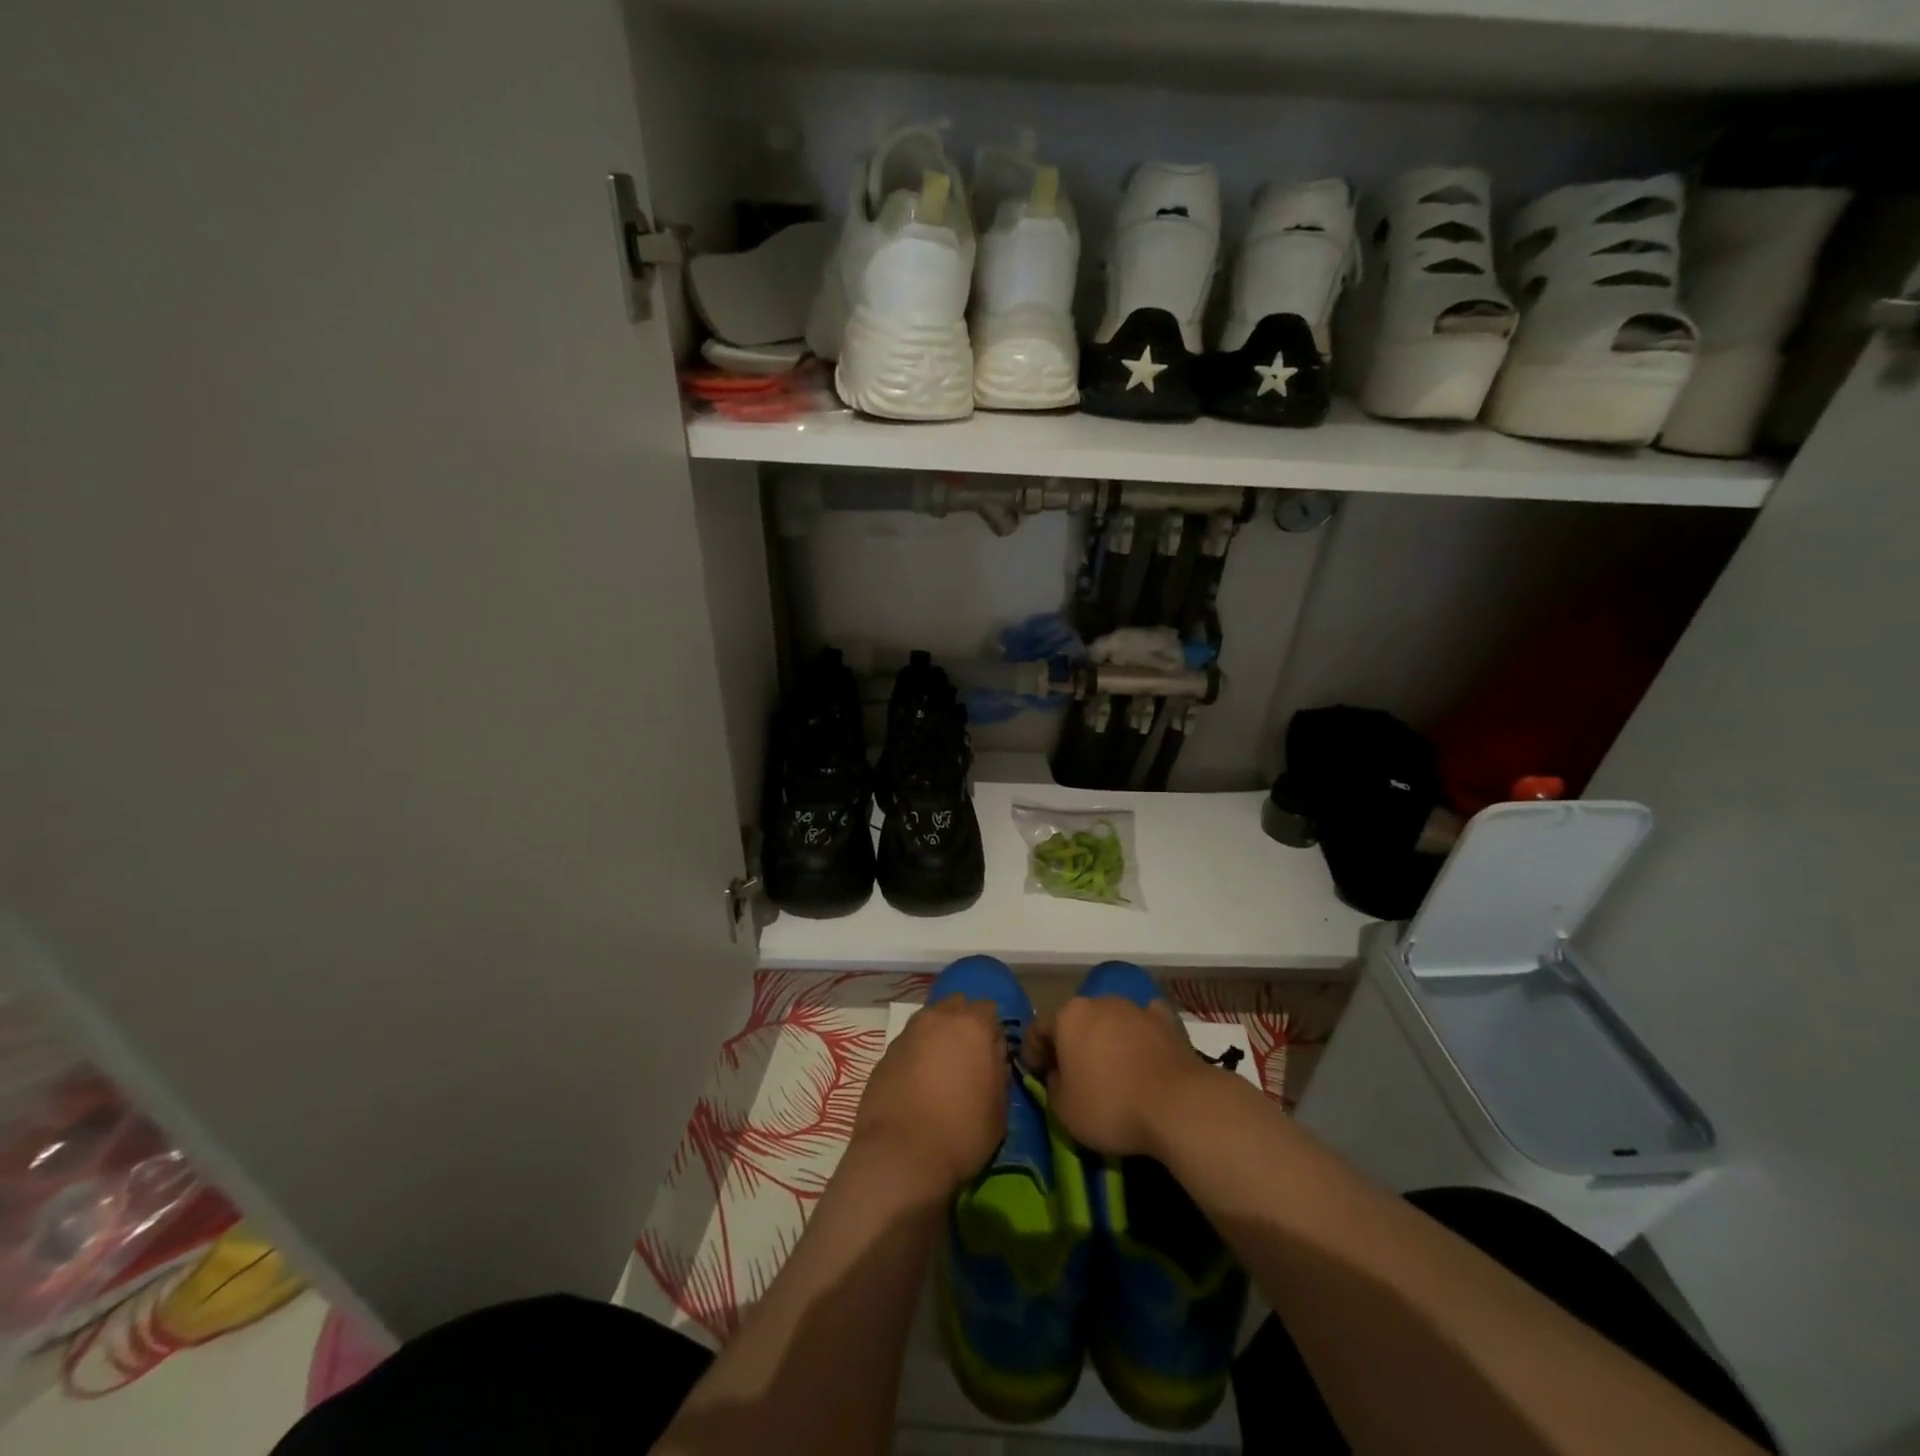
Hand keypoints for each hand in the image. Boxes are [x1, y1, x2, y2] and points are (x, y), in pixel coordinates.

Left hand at [853, 997, 1007, 1194]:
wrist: (899, 1156)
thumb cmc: (961, 1132)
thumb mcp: (999, 1109)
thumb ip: (998, 1073)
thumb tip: (991, 1060)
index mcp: (972, 1025)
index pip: (989, 1011)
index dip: (993, 1033)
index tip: (994, 1058)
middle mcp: (937, 1018)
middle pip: (956, 1008)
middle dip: (964, 1026)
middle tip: (968, 1059)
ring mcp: (907, 1034)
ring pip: (929, 1023)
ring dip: (938, 1039)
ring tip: (941, 1072)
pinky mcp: (885, 1054)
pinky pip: (909, 1045)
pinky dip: (916, 1056)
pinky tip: (917, 1085)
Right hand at [1025, 994, 1207, 1156]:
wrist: (1177, 1104)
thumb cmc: (1110, 1105)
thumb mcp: (1063, 1110)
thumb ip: (1052, 1085)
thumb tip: (1058, 1074)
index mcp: (1068, 1017)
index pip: (1038, 1029)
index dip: (1032, 1052)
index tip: (1034, 1073)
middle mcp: (1098, 1002)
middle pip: (1075, 1021)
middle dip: (1070, 1042)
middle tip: (1071, 1072)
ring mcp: (1134, 1008)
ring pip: (1110, 1020)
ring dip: (1105, 1039)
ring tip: (1110, 1068)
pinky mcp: (1165, 1021)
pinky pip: (1143, 1025)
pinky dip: (1139, 1036)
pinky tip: (1142, 1054)